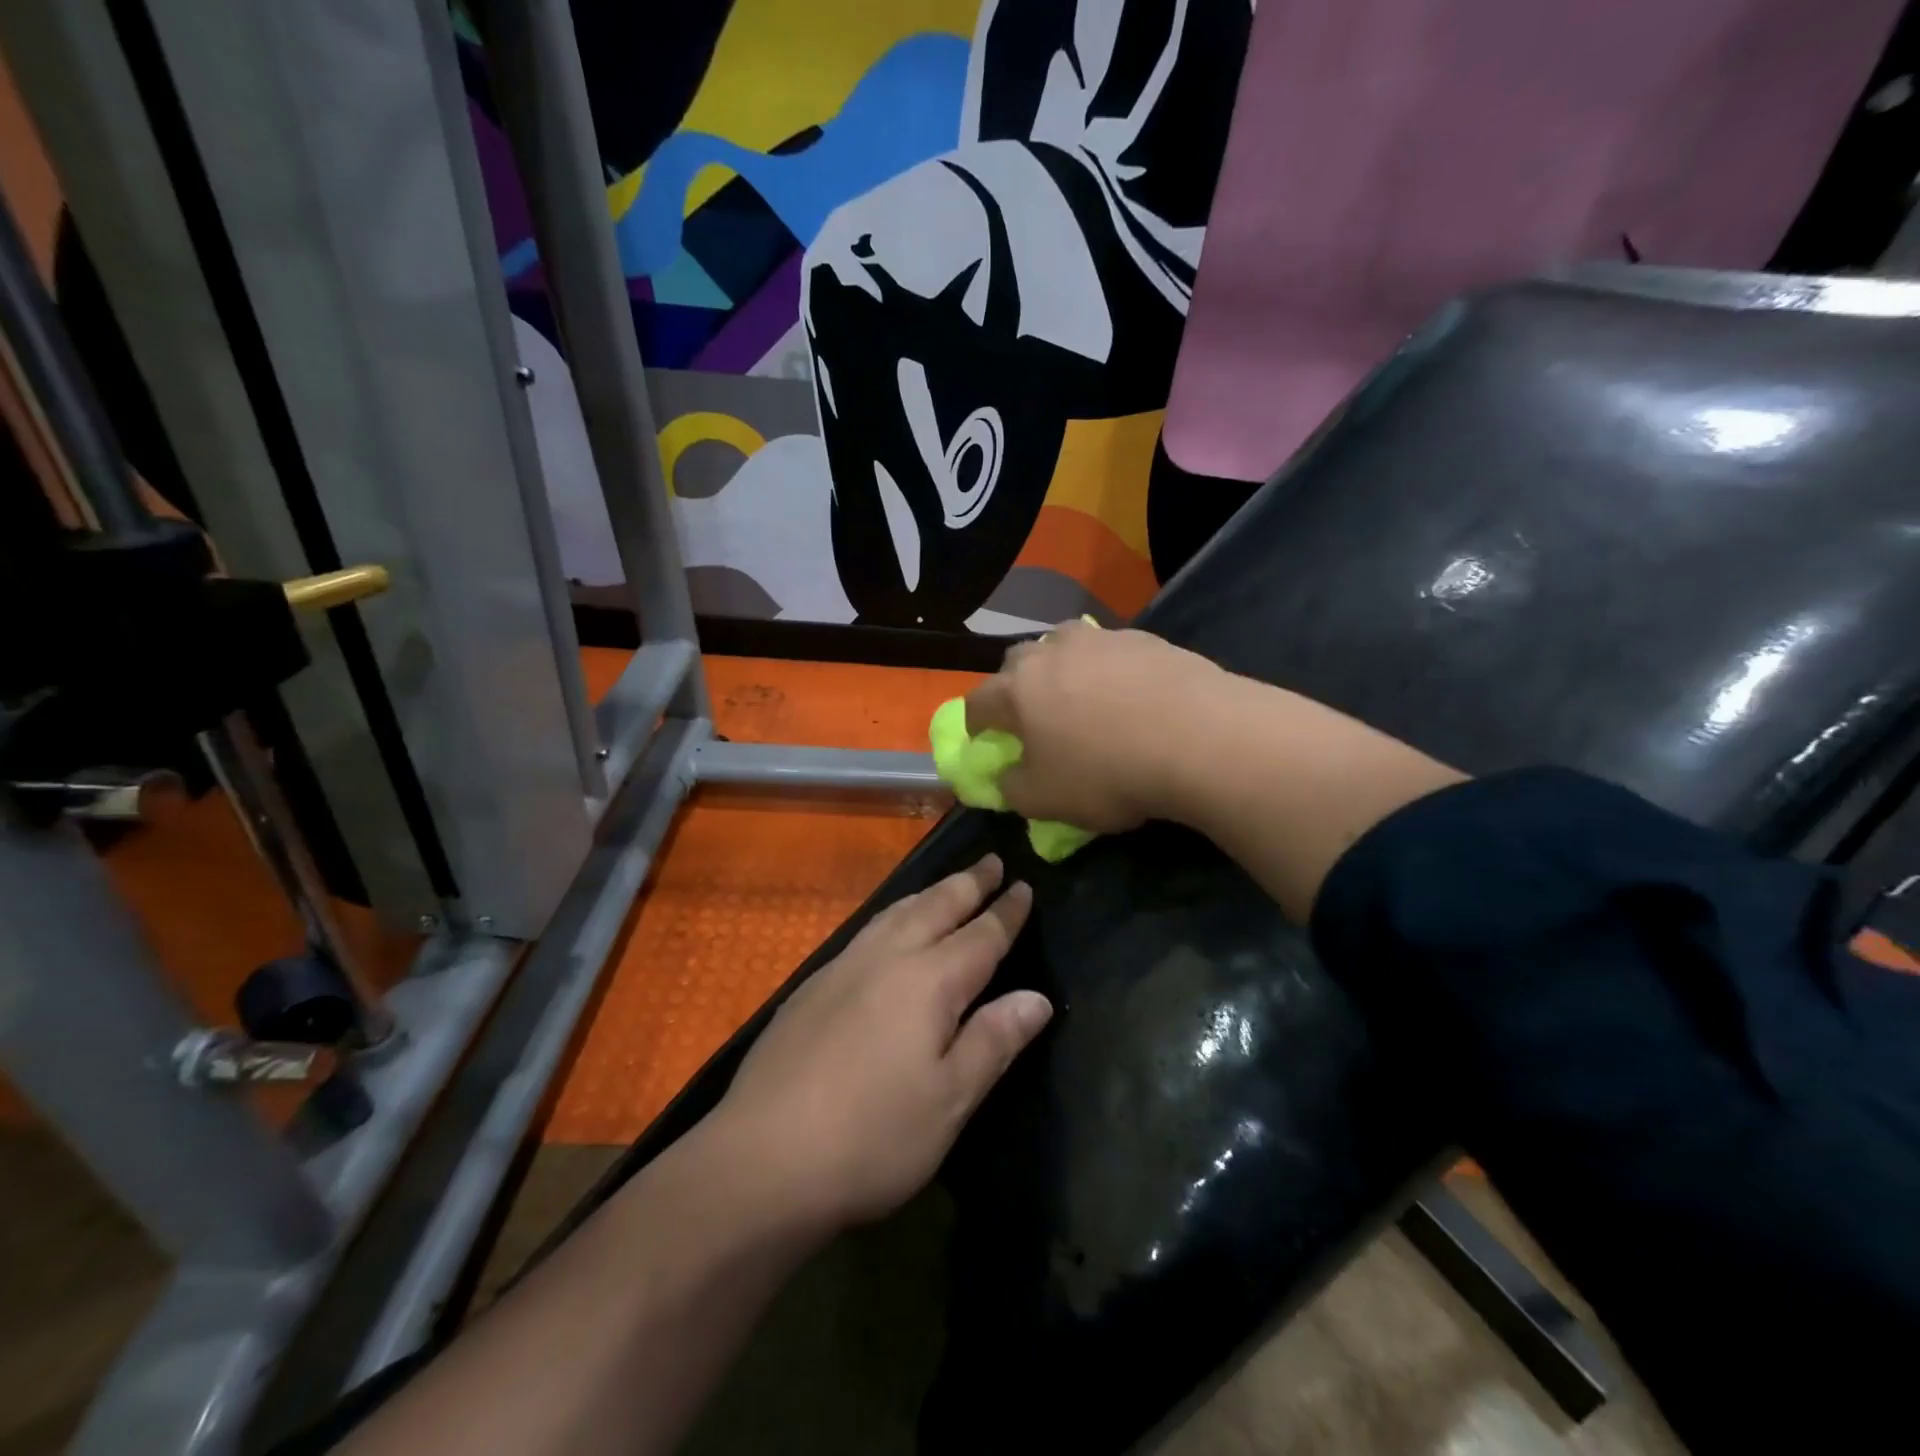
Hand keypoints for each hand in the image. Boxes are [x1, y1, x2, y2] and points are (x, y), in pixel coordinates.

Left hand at [712, 856, 1048, 1231]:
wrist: (761, 1158)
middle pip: (936, 907)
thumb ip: (993, 1041)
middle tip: (991, 861)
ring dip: (929, 893)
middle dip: (968, 883)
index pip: (981, 935)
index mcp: (929, 981)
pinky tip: (889, 929)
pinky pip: (868, 929)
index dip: (1006, 912)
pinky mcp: (812, 986)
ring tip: (947, 885)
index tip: (1025, 885)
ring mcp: (843, 967)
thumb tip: (1036, 997)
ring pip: (896, 912)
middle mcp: (887, 958)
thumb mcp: (949, 1100)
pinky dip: (894, 914)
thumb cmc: (872, 1137)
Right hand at [963, 622, 1223, 832]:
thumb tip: (1006, 776)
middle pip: (1017, 662)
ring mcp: (1100, 639)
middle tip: (1034, 717)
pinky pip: (1111, 652)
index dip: (977, 725)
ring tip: (1084, 698)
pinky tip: (1132, 697)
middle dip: (1017, 687)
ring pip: (1064, 647)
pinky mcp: (1144, 638)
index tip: (987, 742)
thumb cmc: (1108, 773)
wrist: (1200, 738)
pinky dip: (1110, 670)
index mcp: (1017, 690)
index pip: (977, 702)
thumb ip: (1012, 789)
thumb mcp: (1046, 801)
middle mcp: (1051, 652)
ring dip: (1062, 669)